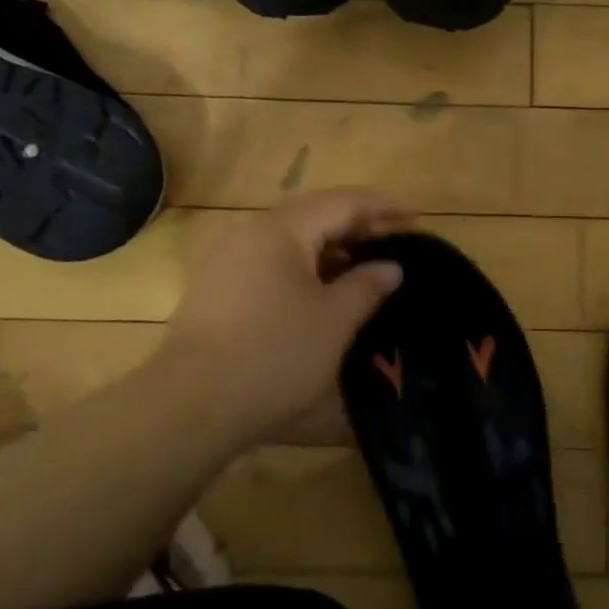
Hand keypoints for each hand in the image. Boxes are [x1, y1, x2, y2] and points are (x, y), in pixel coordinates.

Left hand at [160, 190, 413, 446]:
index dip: (384, 207)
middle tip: (394, 237)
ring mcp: (228, 260)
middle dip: (357, 223)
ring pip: (290, 239)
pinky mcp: (216, 289)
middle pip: (314, 214)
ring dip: (330, 246)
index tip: (417, 215)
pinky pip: (271, 262)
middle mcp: (251, 233)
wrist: (191, 406)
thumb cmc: (275, 355)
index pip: (343, 202)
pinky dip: (304, 266)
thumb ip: (367, 285)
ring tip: (363, 264)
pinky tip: (320, 290)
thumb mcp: (334, 320)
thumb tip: (390, 266)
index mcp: (282, 230)